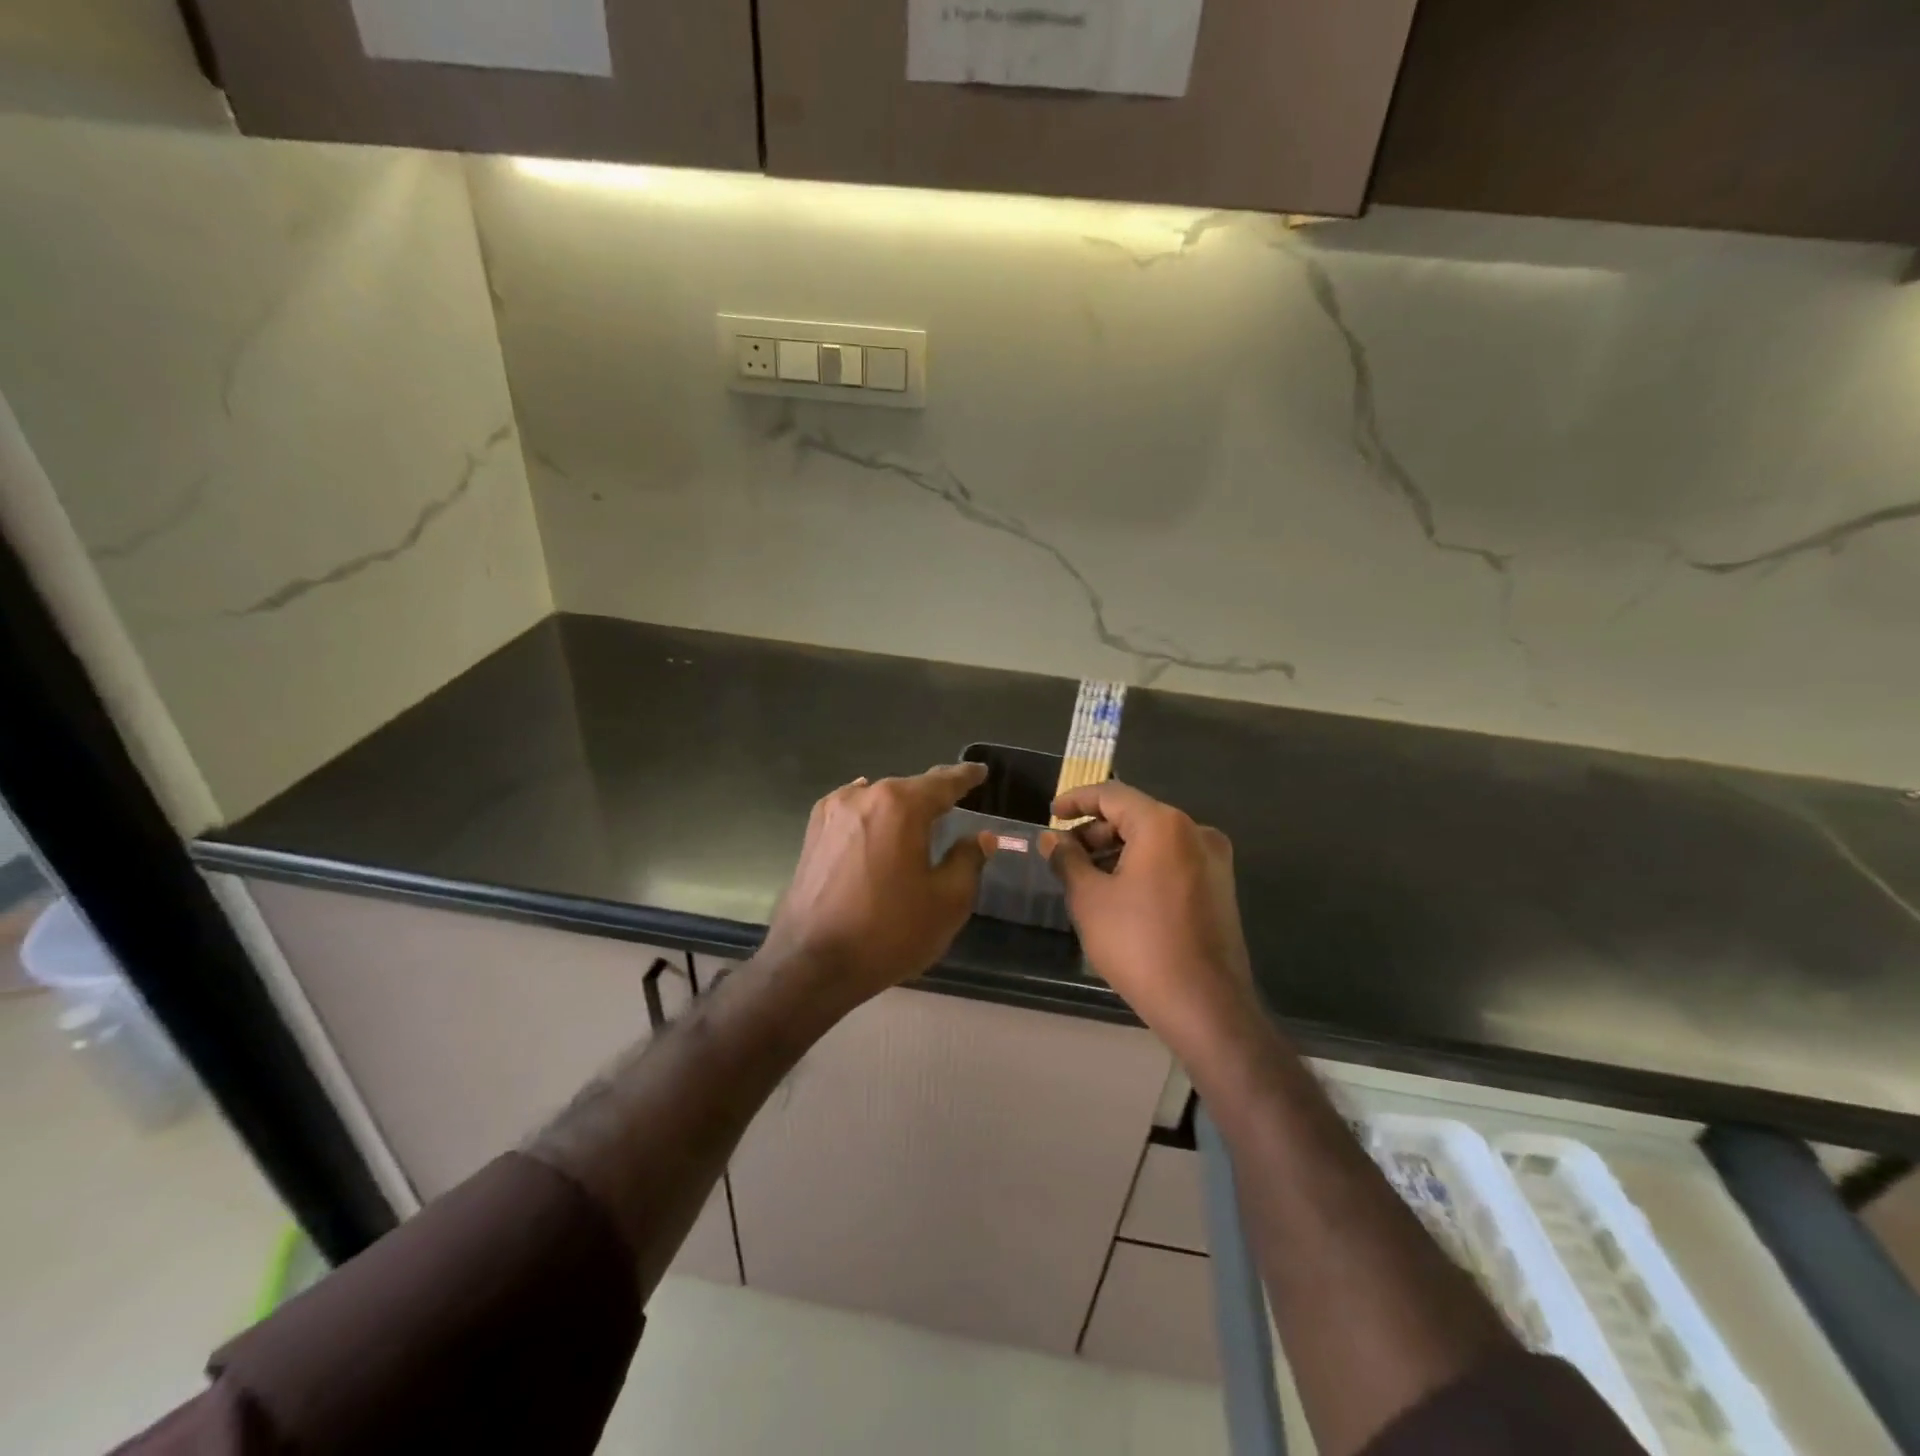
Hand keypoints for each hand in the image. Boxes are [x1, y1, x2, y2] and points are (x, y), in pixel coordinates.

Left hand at [760, 764, 995, 1008]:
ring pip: (879, 800)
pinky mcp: (813, 835)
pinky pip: (854, 813)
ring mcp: (833, 813)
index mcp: (900, 805)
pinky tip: (877, 822)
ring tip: (919, 819)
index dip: (965, 777)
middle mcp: (864, 797)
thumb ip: (968, 861)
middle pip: (909, 789)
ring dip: (900, 808)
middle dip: (932, 796)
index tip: (980, 771)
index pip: (943, 783)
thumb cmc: (888, 931)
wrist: (811, 964)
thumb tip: (980, 838)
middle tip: (955, 802)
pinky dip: (873, 816)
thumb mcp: (946, 902)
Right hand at [1043, 782, 1256, 1054]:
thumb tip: (1051, 838)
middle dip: (1095, 831)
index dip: (1076, 801)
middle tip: (1063, 854)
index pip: (1112, 795)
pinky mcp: (1219, 887)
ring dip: (1117, 850)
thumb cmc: (1139, 944)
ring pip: (1154, 840)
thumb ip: (1067, 859)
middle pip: (1135, 816)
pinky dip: (1141, 866)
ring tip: (1085, 876)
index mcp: (1164, 825)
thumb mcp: (1090, 899)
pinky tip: (1117, 892)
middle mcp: (1195, 832)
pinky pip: (1172, 861)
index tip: (1050, 814)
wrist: (1205, 1005)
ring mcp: (1213, 860)